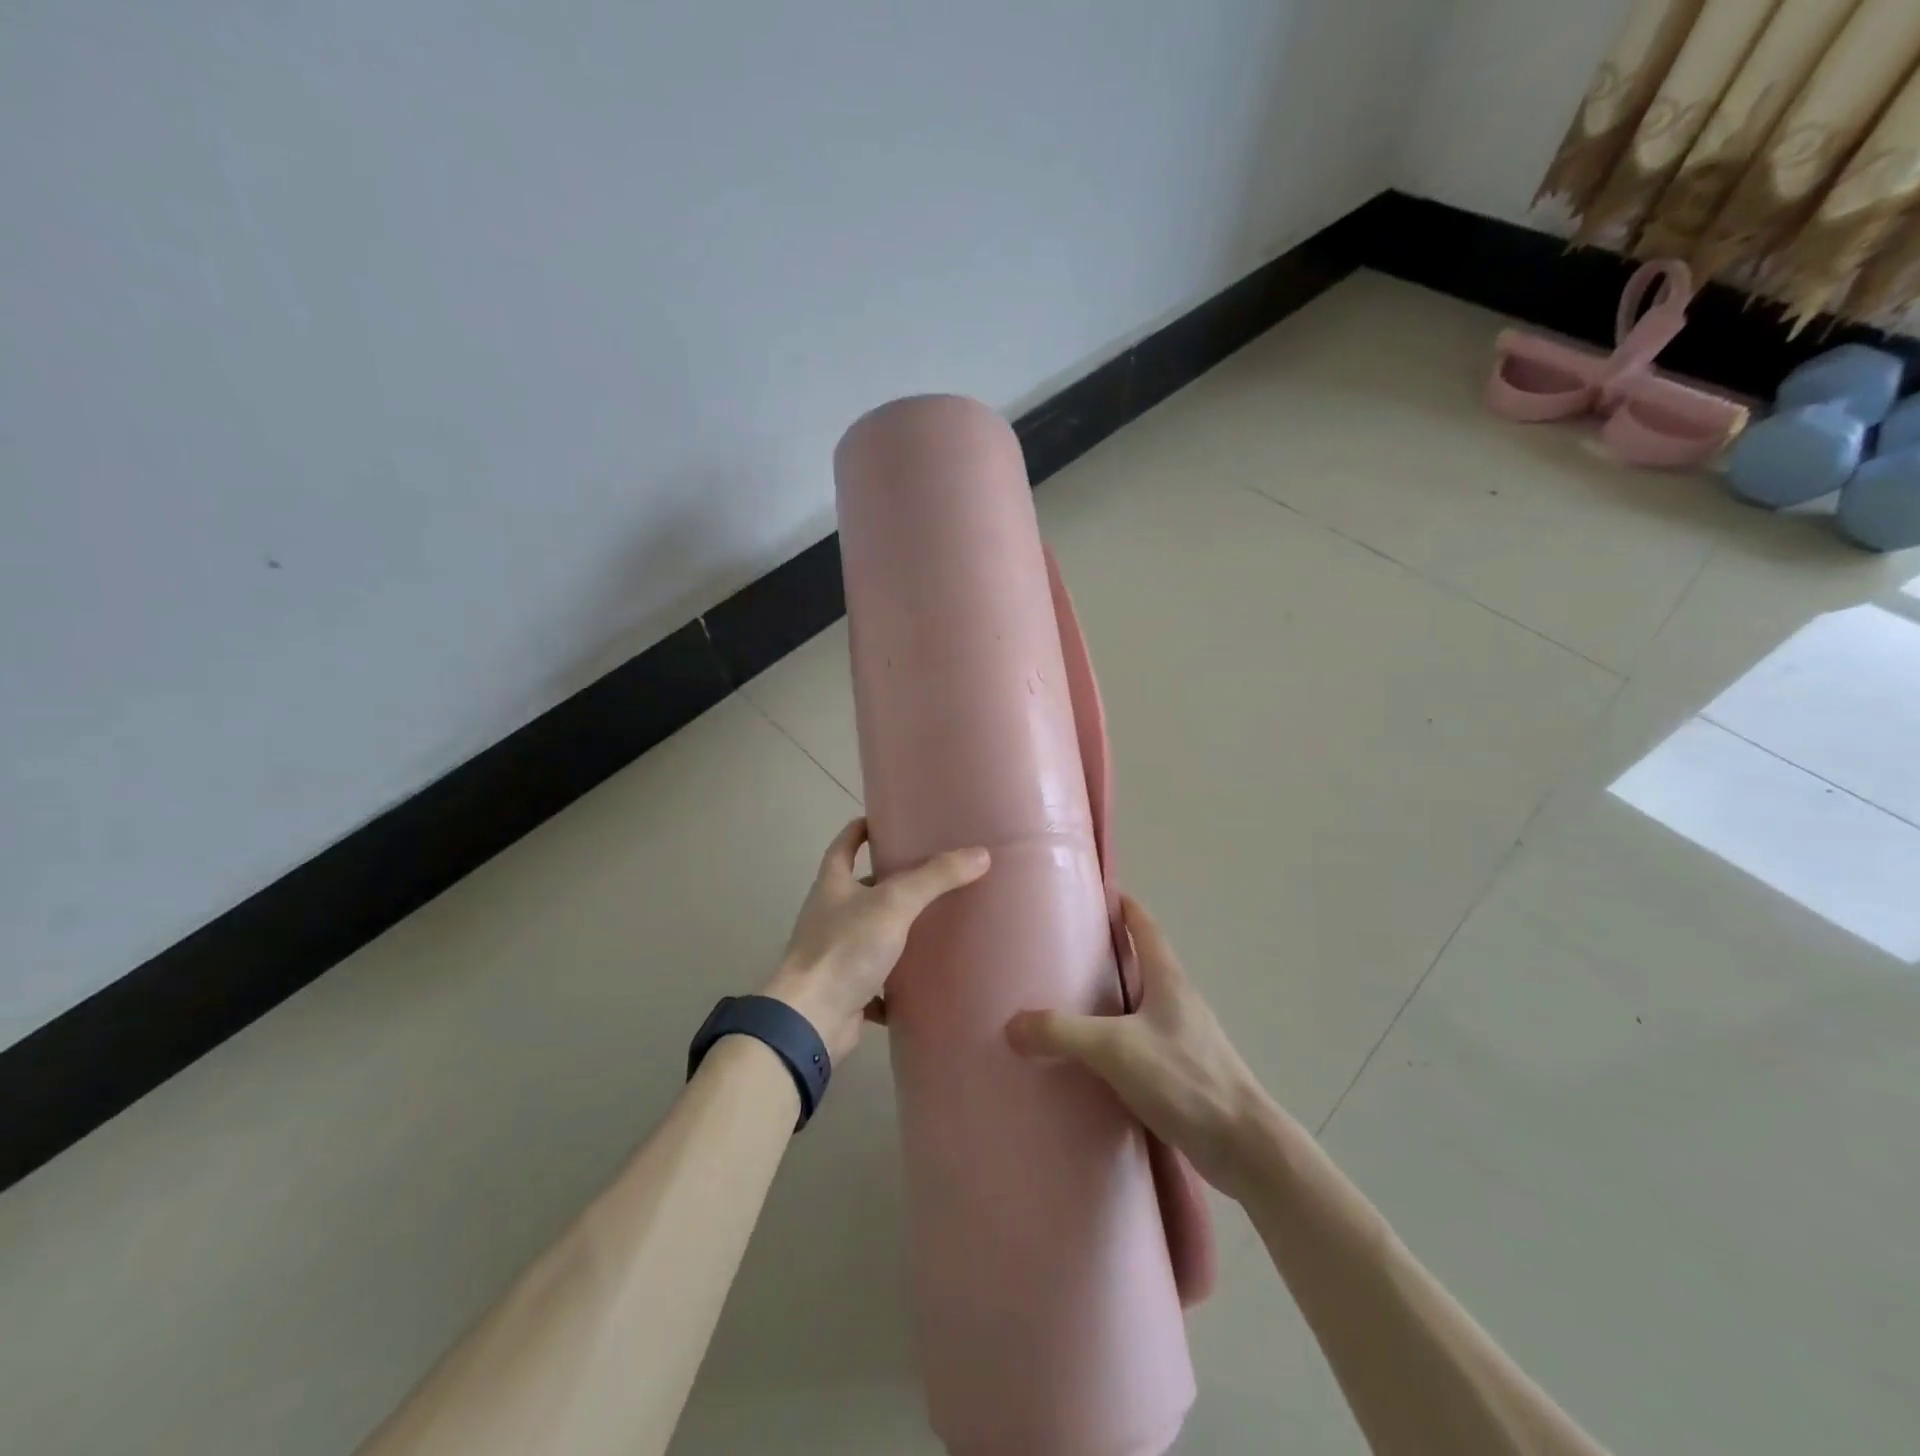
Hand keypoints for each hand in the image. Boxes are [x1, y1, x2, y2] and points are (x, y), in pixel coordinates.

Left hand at [763, 818, 989, 1062]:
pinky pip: (876, 981)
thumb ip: (935, 878)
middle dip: (889, 881)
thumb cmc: (846, 948)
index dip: (859, 830)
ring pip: (870, 934)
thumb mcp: (895, 903)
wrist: (812, 1020)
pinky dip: (896, 981)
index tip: (882, 820)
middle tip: (930, 873)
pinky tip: (923, 980)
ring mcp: (835, 955)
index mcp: (832, 886)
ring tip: (935, 922)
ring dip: (895, 930)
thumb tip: (980, 854)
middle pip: (859, 890)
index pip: (843, 846)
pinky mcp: (845, 990)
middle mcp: (829, 916)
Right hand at [1006, 895, 1269, 1197]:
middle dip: (1109, 952)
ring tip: (1071, 1004)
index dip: (1123, 906)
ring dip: (1113, 998)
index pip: (1145, 926)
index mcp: (1168, 979)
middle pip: (1143, 962)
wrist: (1243, 1145)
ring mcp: (1184, 1037)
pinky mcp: (1184, 1072)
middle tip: (1065, 952)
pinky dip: (1119, 1038)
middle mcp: (1178, 1000)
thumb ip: (1062, 1033)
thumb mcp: (1115, 1049)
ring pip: (1142, 1004)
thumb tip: (1012, 1025)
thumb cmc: (1184, 1078)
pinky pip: (1143, 1041)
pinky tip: (1095, 1060)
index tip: (1095, 894)